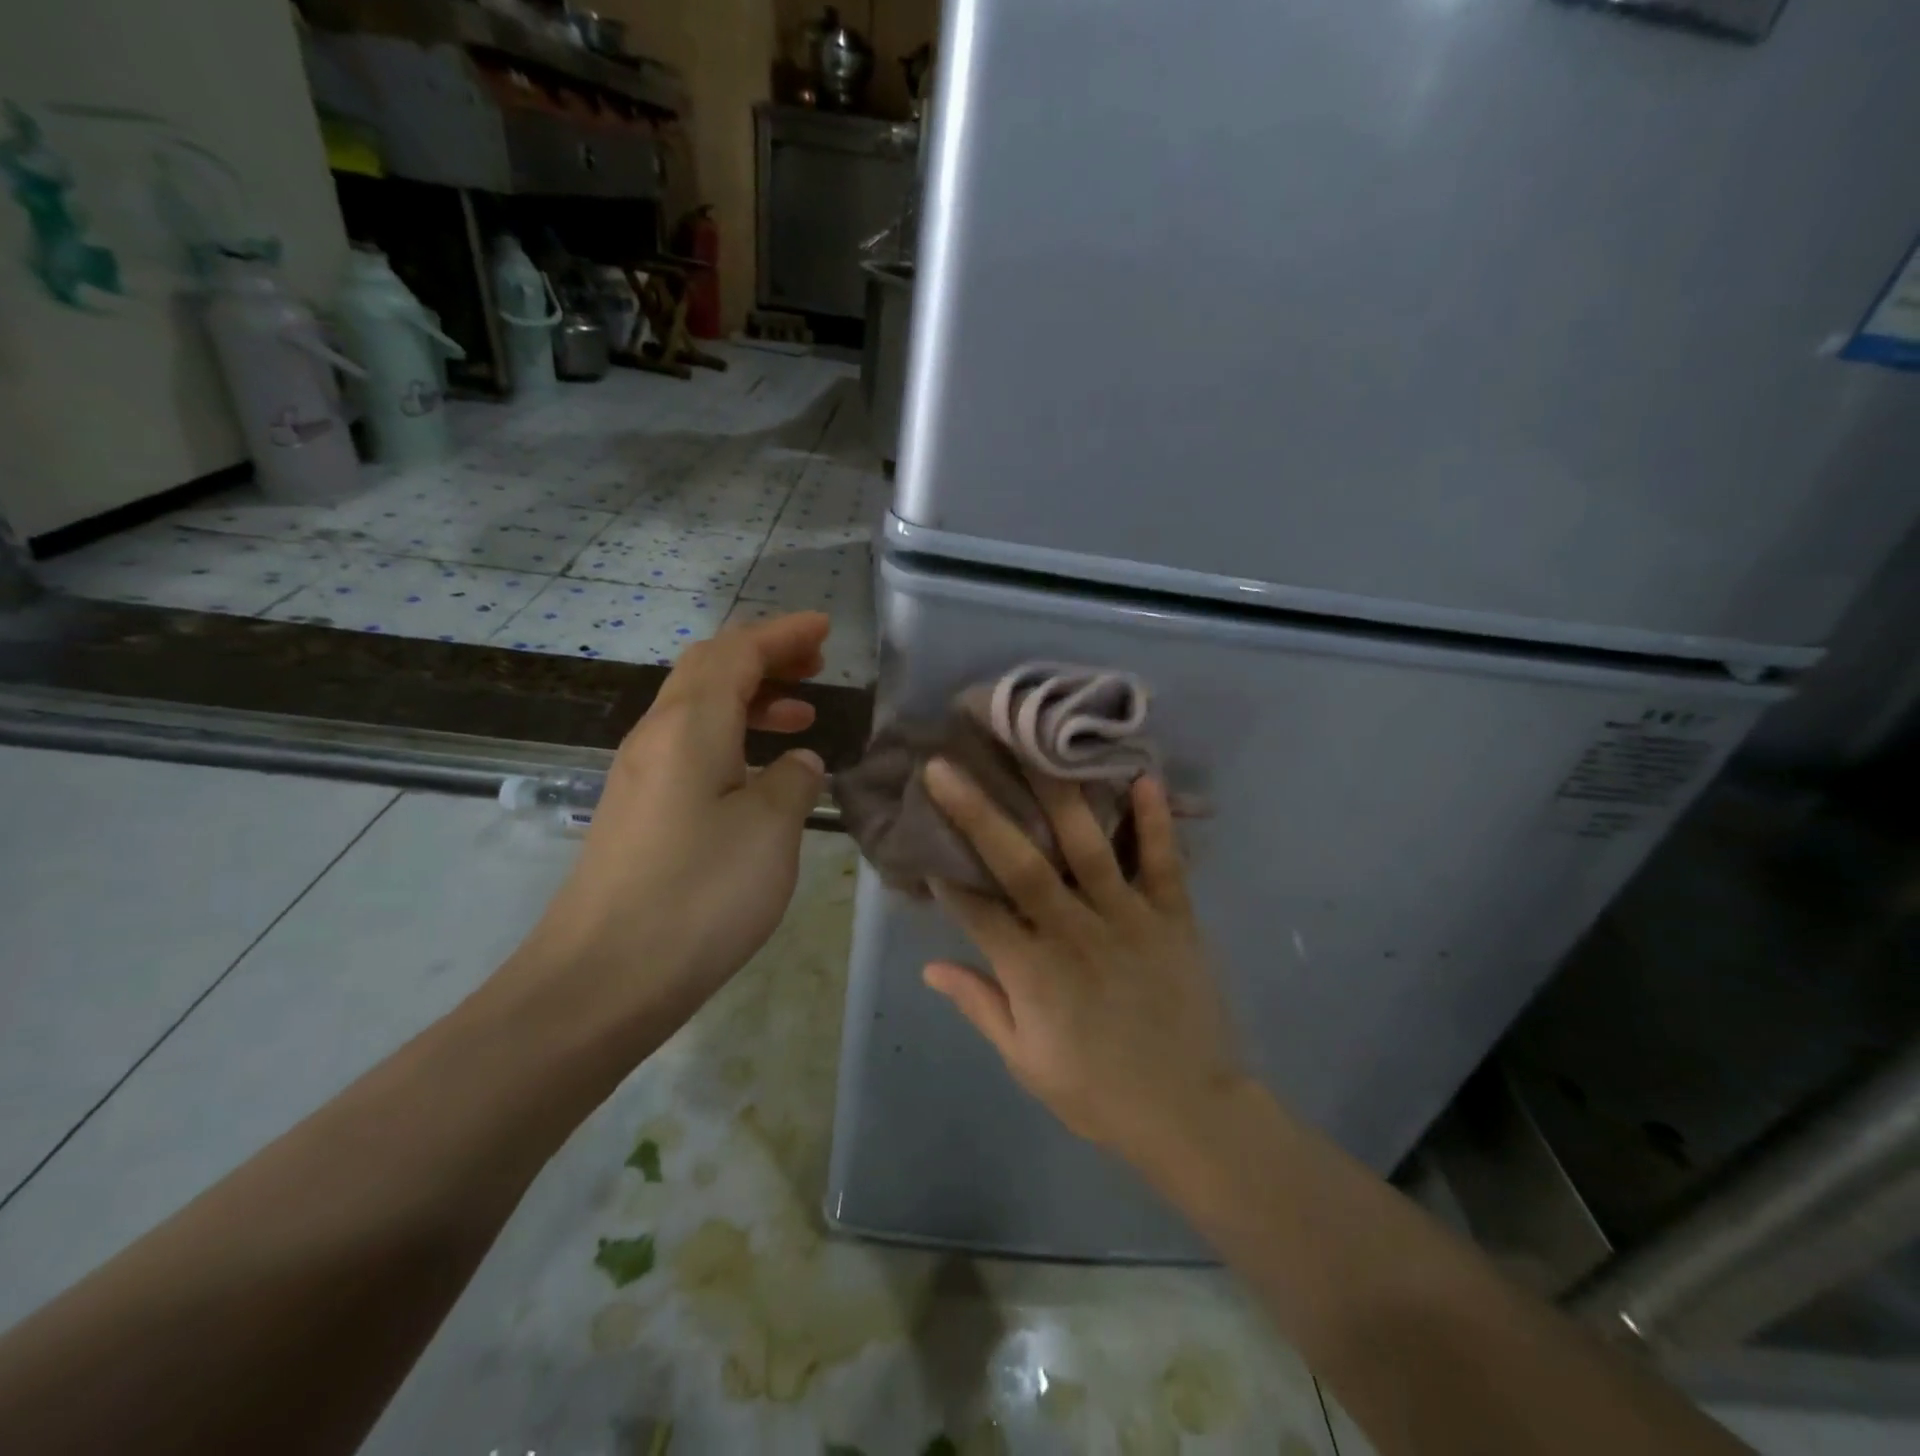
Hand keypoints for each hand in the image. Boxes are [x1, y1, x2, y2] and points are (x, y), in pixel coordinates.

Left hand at [498, 613, 829, 1044]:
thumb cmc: (698, 894)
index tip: (826, 629)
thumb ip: (793, 782)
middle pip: (709, 668)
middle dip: (764, 656)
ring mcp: (639, 774)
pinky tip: (759, 772)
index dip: (783, 634)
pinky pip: (688, 746)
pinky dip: (730, 736)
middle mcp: (656, 736)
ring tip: (800, 715)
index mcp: (690, 726)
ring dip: (749, 697)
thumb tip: (797, 762)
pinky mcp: (636, 811)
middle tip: (815, 665)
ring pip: (697, 707)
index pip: (738, 651)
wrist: (602, 979)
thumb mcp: (770, 831)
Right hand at [920, 758, 1244, 1160]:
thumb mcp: (1026, 1060)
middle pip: (1019, 863)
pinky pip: (1164, 862)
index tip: (922, 832)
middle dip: (979, 813)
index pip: (976, 911)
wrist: (1190, 1113)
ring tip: (1034, 747)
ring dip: (1057, 795)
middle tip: (946, 766)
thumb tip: (930, 966)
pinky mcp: (1173, 917)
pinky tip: (1144, 777)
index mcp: (1032, 972)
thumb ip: (980, 1005)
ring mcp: (1127, 918)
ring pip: (1087, 847)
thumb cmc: (1098, 1091)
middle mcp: (1074, 932)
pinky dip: (1155, 821)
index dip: (946, 874)